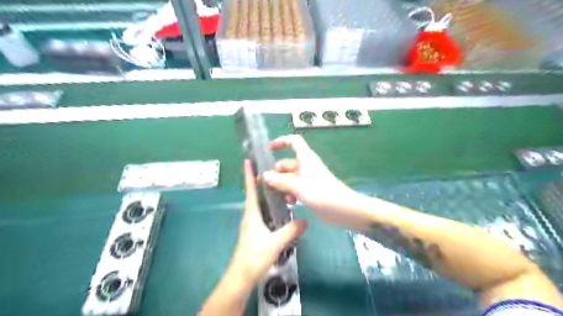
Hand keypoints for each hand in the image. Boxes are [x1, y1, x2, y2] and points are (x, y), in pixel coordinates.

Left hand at [201, 160, 307, 315]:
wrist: (241, 277)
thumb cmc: (254, 257)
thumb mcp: (275, 243)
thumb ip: (290, 230)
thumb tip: (305, 220)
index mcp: (252, 213)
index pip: (250, 189)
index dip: (249, 175)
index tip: (248, 160)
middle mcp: (250, 216)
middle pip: (255, 194)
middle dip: (260, 181)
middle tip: (273, 170)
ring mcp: (252, 224)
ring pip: (259, 204)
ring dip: (265, 194)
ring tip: (279, 185)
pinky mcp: (255, 232)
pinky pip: (263, 214)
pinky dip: (269, 206)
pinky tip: (280, 209)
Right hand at [264, 135, 369, 227]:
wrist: (343, 209)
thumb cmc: (321, 193)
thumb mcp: (297, 186)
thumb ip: (280, 181)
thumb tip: (264, 175)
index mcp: (305, 158)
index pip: (293, 142)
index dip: (281, 142)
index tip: (268, 150)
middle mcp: (306, 166)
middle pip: (287, 163)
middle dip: (275, 172)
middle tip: (263, 184)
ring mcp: (308, 179)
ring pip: (289, 177)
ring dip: (281, 184)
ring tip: (273, 195)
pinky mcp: (310, 190)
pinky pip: (295, 188)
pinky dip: (289, 192)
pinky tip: (287, 202)